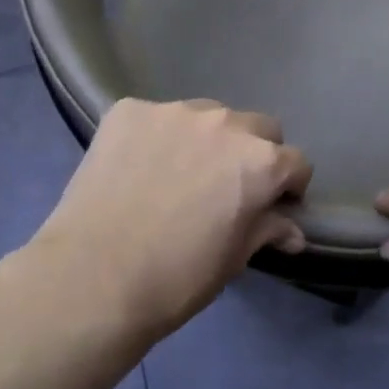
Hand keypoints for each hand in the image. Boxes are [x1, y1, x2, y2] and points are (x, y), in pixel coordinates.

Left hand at [23, 98, 311, 343]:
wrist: (92, 276)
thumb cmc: (175, 278)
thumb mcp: (232, 260)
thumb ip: (266, 230)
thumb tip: (291, 230)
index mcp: (260, 161)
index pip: (296, 162)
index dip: (289, 186)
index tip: (274, 205)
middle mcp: (225, 122)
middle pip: (258, 127)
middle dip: (253, 153)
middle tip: (227, 186)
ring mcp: (175, 110)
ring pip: (207, 116)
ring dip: (205, 139)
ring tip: (177, 173)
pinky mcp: (130, 110)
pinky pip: (156, 118)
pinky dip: (156, 137)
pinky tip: (137, 168)